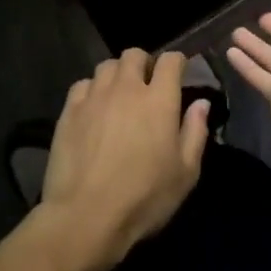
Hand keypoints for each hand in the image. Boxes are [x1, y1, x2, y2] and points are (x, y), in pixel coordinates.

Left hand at [38, 48, 210, 270]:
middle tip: (148, 86)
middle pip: (134, 54)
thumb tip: (201, 104)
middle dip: (144, 64)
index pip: (170, 60)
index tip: (179, 75)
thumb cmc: (144, 197)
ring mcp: (95, 97)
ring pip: (107, 66)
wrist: (86, 216)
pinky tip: (94, 109)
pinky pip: (83, 85)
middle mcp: (127, 88)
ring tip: (120, 95)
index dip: (177, 63)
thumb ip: (195, 132)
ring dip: (118, 74)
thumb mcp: (186, 173)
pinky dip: (92, 90)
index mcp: (159, 100)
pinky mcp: (69, 111)